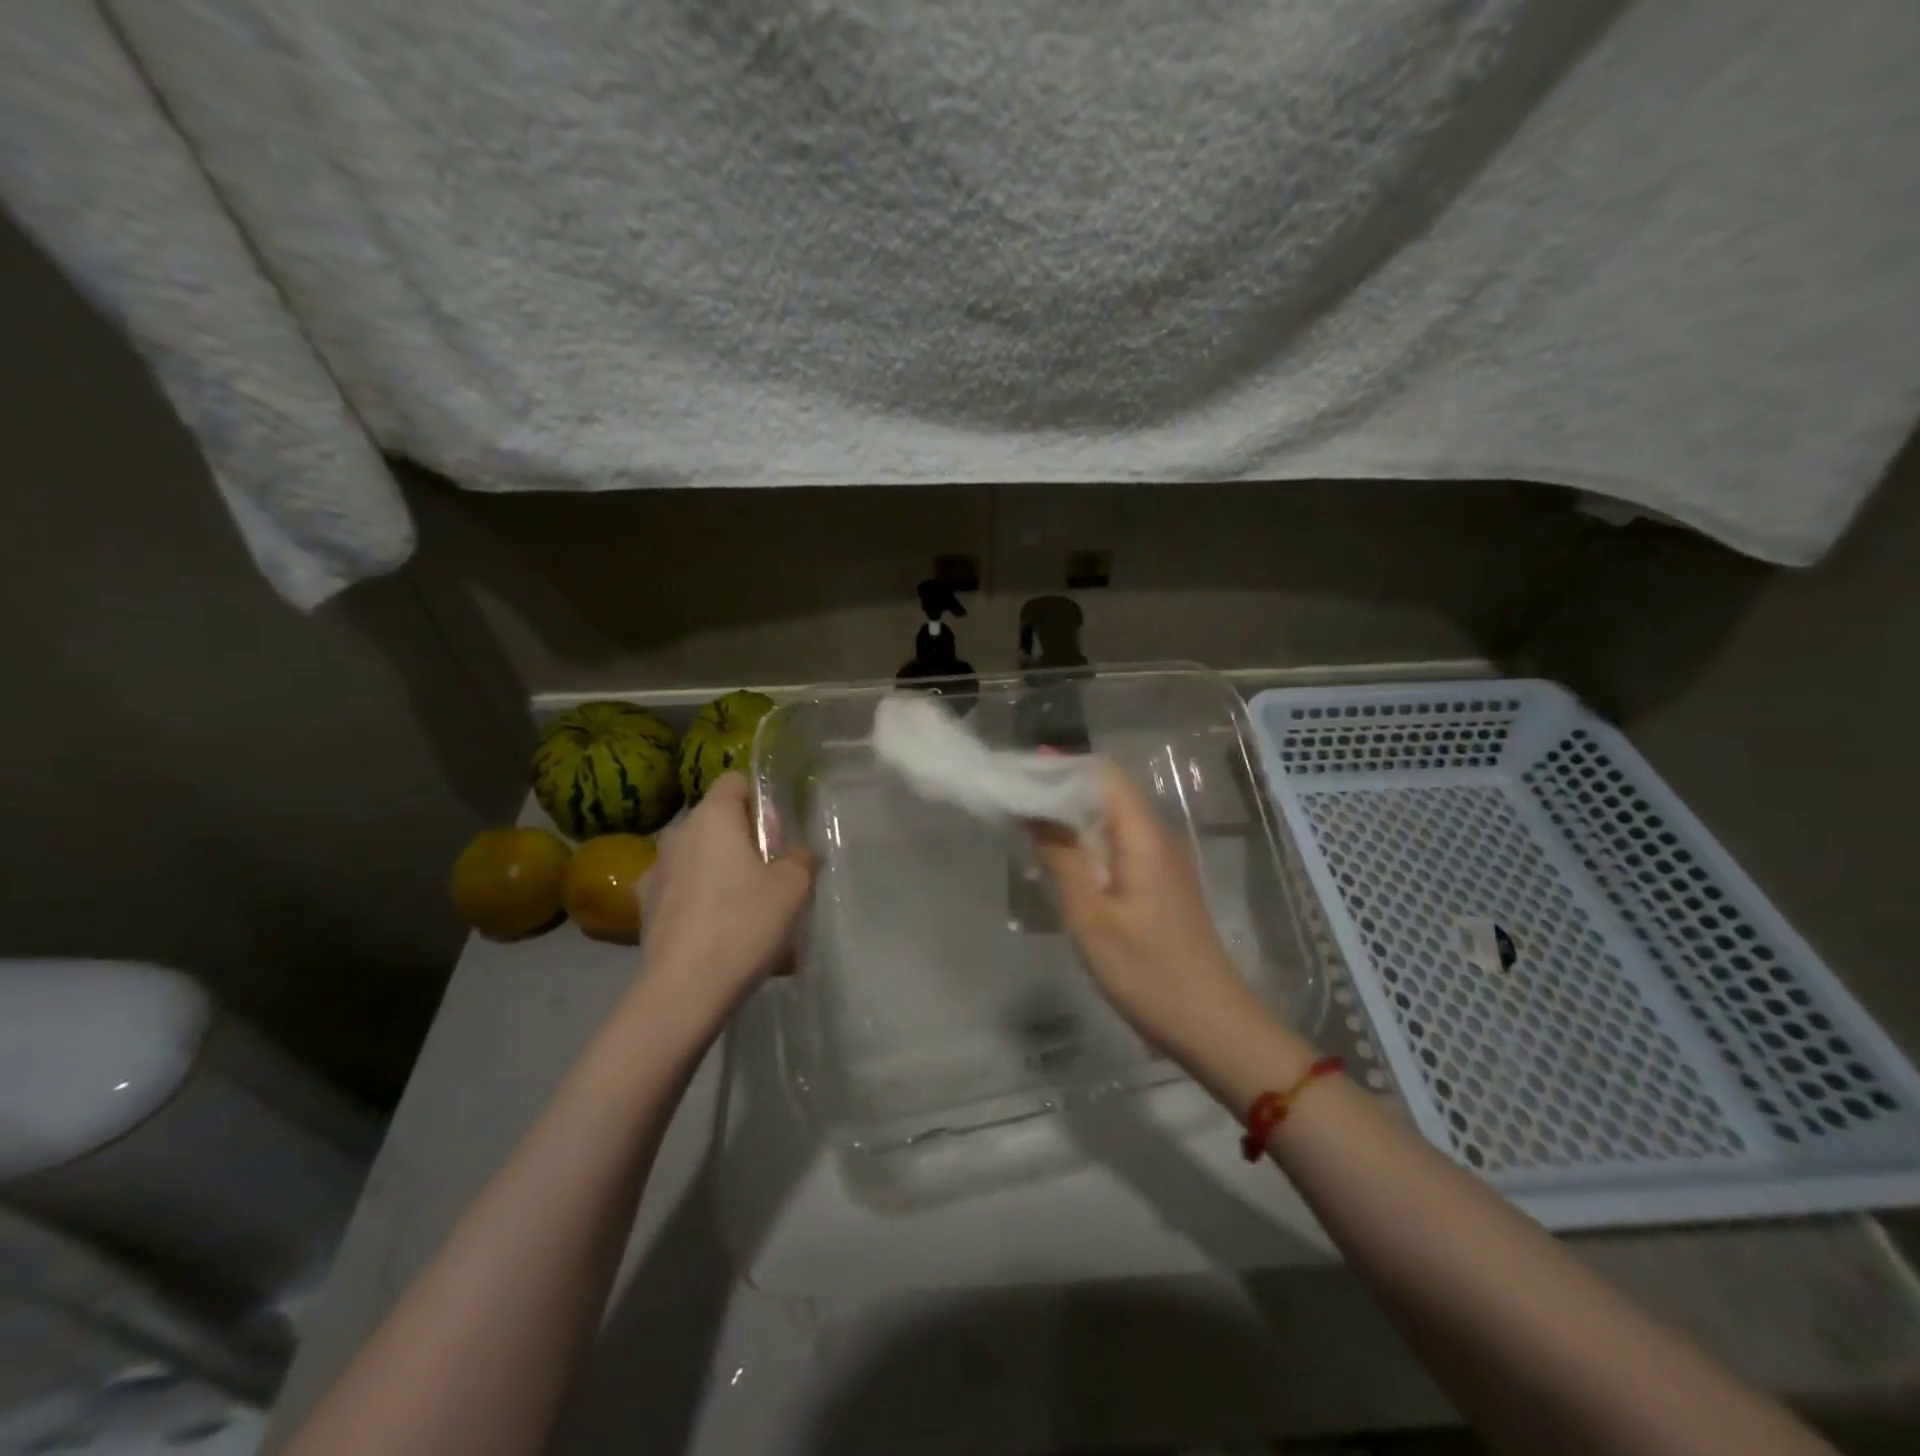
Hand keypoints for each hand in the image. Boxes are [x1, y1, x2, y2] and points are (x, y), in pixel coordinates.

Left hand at [636, 773, 815, 1020]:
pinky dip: (703, 904)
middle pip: (717, 822)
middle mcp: (677, 835)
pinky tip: (722, 936)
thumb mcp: (794, 887)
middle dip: (744, 841)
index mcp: (712, 817)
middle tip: (771, 876)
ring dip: (723, 873)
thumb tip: (797, 853)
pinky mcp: (646, 909)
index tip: (777, 834)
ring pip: (699, 859)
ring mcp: (656, 872)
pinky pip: (684, 893)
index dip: (760, 800)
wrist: (684, 989)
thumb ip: (801, 859)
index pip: (735, 781)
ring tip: (748, 913)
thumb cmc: (744, 922)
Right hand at [1032, 762, 1265, 1060]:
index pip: (1103, 773)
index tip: (1019, 770)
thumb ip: (1062, 856)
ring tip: (1024, 825)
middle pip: (1107, 793)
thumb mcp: (1091, 916)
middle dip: (1060, 789)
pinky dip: (1085, 844)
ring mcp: (1161, 863)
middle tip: (1012, 798)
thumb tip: (1034, 807)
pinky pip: (1118, 848)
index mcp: (1143, 835)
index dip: (1062, 765)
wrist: (1211, 1025)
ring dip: (1070, 818)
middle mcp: (1156, 837)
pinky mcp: (1159, 886)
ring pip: (1111, 821)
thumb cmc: (1147, 970)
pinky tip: (1058, 863)